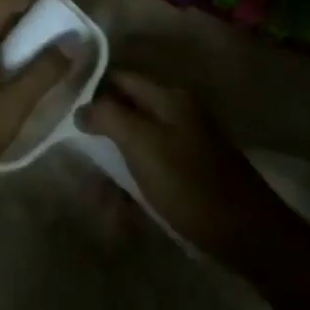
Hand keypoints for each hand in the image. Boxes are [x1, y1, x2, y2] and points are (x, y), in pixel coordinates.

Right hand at [77, 72, 296, 274]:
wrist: (247, 233)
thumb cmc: (190, 185)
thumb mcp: (143, 146)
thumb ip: (110, 117)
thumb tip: (82, 106)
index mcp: (169, 96)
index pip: (121, 76)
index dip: (92, 86)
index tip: (61, 102)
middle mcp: (179, 108)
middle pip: (129, 104)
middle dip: (102, 121)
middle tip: (72, 142)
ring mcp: (187, 137)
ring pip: (139, 133)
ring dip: (116, 150)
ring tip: (93, 173)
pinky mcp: (191, 165)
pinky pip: (152, 156)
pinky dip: (134, 168)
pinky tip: (121, 192)